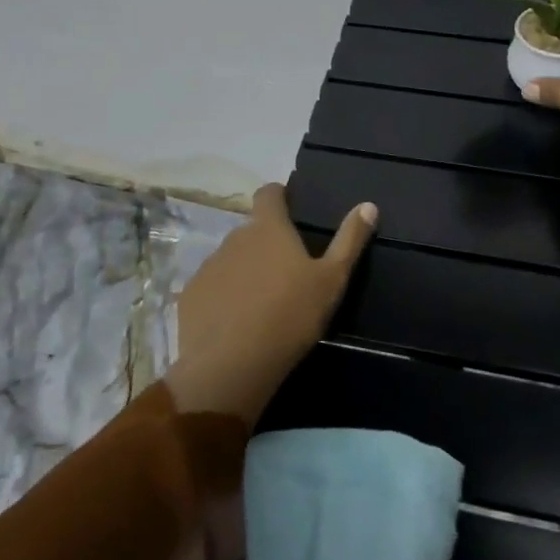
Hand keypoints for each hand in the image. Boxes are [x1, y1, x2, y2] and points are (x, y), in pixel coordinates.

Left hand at [167, 185, 377, 424]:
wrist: (231, 366)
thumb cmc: (290, 316)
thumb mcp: (332, 280)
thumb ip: (349, 240)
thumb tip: (368, 204)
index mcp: (268, 228)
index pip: (269, 193)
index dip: (279, 196)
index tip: (290, 208)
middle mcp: (234, 237)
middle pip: (251, 230)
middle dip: (265, 242)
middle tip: (285, 271)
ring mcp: (208, 266)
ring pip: (231, 259)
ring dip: (244, 270)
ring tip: (261, 300)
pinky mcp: (190, 295)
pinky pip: (211, 287)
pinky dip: (223, 296)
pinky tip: (235, 322)